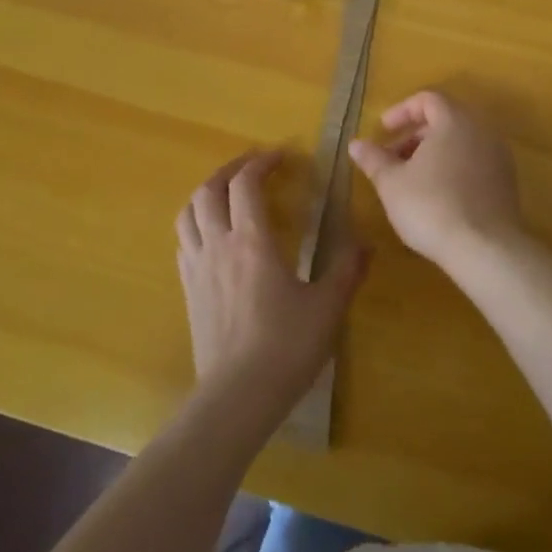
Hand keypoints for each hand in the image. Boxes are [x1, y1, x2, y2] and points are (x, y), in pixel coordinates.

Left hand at [175, 151, 368, 410]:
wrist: (237, 396)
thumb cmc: (286, 346)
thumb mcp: (327, 306)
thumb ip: (347, 269)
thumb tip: (366, 242)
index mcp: (252, 240)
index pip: (246, 184)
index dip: (261, 162)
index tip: (281, 156)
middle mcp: (218, 245)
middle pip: (209, 190)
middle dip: (230, 170)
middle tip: (253, 167)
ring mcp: (197, 268)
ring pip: (188, 213)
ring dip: (207, 193)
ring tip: (228, 193)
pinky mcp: (188, 290)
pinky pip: (184, 242)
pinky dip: (197, 224)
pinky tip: (214, 236)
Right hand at [348, 91, 524, 269]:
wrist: (485, 249)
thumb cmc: (431, 206)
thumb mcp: (391, 183)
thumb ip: (373, 159)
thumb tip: (356, 144)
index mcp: (454, 121)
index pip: (428, 99)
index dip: (401, 111)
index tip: (383, 131)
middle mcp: (481, 130)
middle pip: (445, 119)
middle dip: (415, 135)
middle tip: (392, 158)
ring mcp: (498, 156)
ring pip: (461, 142)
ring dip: (433, 153)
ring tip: (411, 180)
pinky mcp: (506, 182)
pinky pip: (475, 162)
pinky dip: (453, 168)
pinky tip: (437, 196)